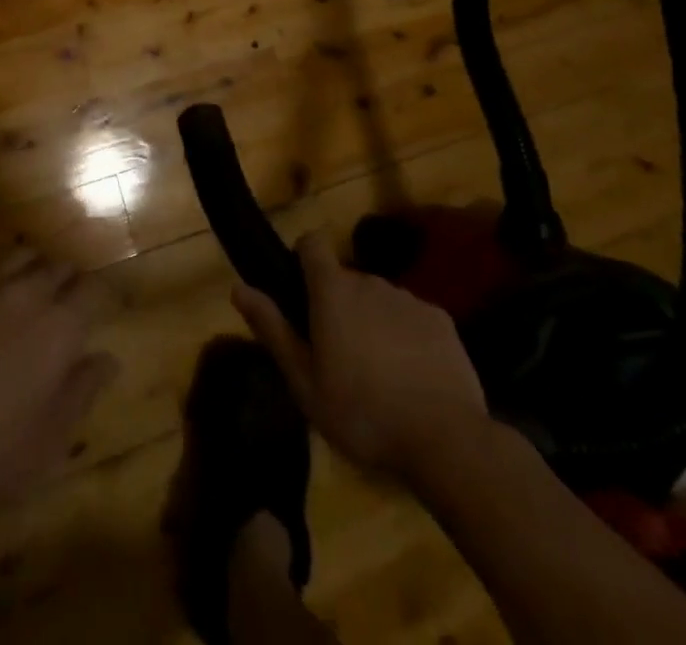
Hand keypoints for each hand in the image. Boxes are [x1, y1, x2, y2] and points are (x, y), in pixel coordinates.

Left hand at [0, 248, 117, 525]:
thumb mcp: (48, 441)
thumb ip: (83, 392)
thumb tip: (109, 358)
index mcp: (60, 327)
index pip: (95, 290)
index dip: (106, 295)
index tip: (109, 306)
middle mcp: (28, 293)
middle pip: (60, 266)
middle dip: (72, 281)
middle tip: (72, 304)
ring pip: (23, 255)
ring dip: (36, 268)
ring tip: (35, 290)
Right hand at [234, 229, 488, 476]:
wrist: (446, 441)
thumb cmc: (362, 414)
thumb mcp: (304, 382)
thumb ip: (272, 329)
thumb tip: (238, 287)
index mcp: (333, 291)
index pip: (312, 243)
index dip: (303, 258)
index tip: (301, 293)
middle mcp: (370, 281)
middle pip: (345, 279)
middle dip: (338, 304)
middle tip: (337, 354)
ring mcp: (409, 298)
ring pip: (379, 298)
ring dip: (371, 320)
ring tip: (376, 372)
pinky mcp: (441, 320)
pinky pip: (411, 316)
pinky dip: (405, 335)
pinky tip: (411, 377)